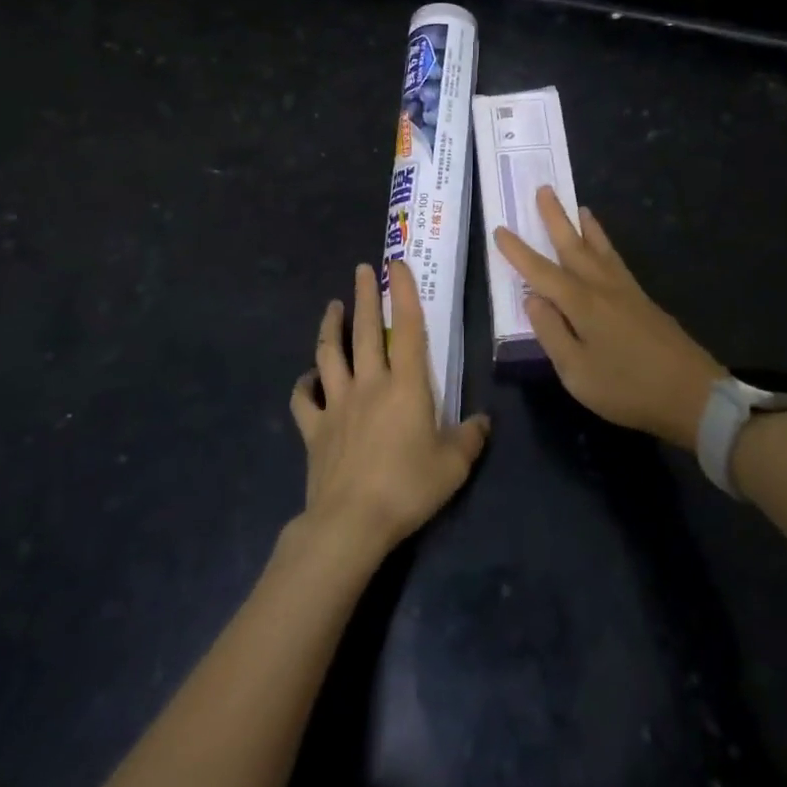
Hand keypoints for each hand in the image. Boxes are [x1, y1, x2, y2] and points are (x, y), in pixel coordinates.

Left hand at [289, 260, 490, 564]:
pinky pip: (303, 400)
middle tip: (362, 269)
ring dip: (329, 327)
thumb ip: (470, 438)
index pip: (406, 329)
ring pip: (328, 355)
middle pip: (363, 331)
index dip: (403, 294)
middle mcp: (369, 384)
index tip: (397, 265)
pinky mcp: (314, 429)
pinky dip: (302, 385)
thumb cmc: (407, 487)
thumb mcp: (453, 466)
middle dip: (364, 296)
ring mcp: (336, 404)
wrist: (351, 522)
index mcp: (405, 386)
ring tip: (332, 306)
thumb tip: (483, 422)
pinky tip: (306, 378)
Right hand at [494, 188, 724, 448]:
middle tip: (544, 189)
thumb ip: (551, 333)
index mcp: (582, 304)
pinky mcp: (644, 302)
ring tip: (579, 207)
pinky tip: (605, 250)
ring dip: (586, 226)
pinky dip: (606, 245)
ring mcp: (627, 292)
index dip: (518, 252)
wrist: (693, 395)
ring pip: (601, 249)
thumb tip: (532, 299)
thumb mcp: (577, 373)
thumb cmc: (628, 389)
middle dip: (556, 218)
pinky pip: (616, 260)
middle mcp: (603, 287)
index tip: (499, 229)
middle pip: (574, 246)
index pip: (541, 271)